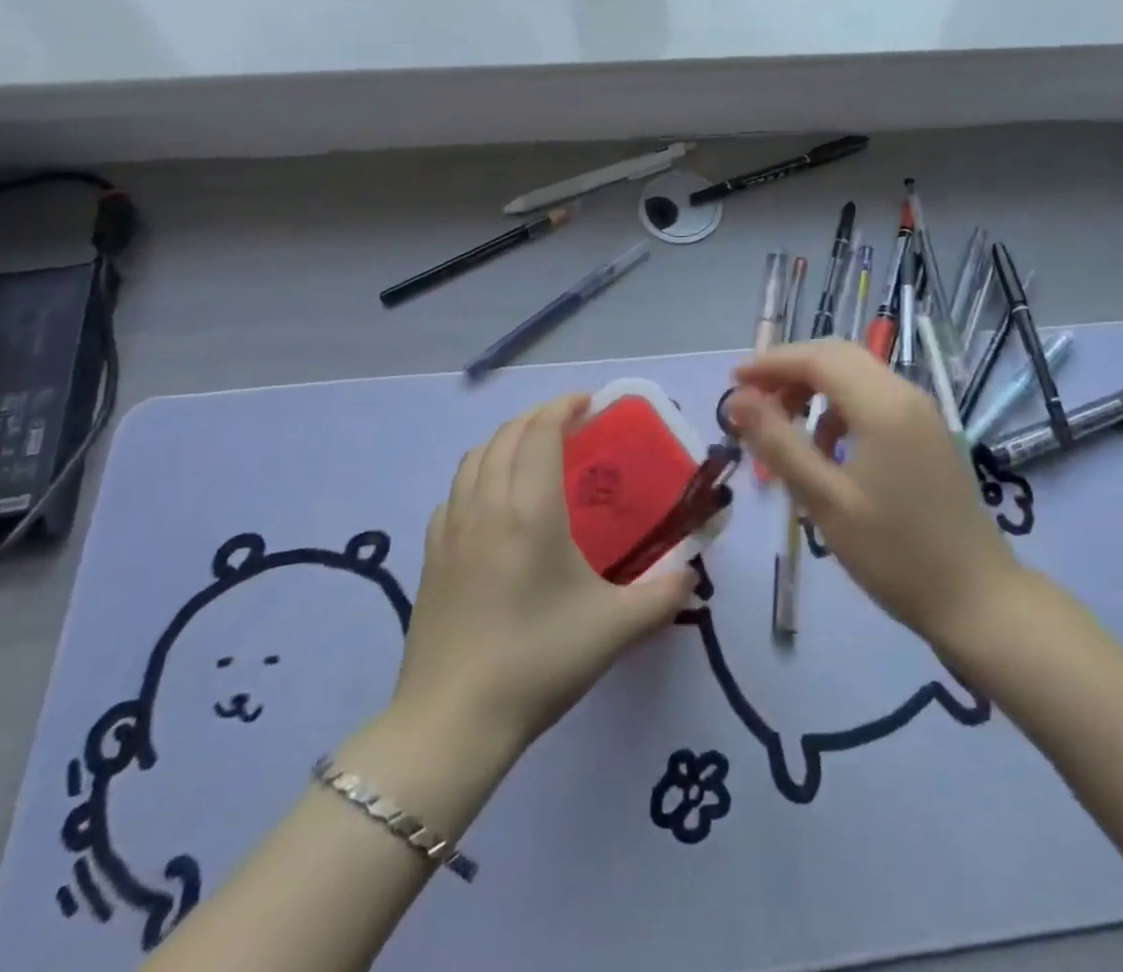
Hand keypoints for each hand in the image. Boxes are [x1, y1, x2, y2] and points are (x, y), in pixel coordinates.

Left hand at [390, 395, 695, 757]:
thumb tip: (691, 574)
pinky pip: (454, 492)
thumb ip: (663, 594)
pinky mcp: (431, 556)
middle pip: (506, 435)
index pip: (541, 432)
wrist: (452, 721)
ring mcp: (451, 529)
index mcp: (530, 509)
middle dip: (538, 416)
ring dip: (505, 439)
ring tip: (531, 450)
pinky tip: (491, 500)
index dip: (564, 406)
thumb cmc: (538, 661)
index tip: (590, 401)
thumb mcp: (616, 628)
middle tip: (570, 422)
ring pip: (474, 458)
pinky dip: (478, 473)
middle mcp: (486, 505)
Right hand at [727, 341, 1021, 651]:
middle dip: (791, 371)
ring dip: (815, 389)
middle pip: (839, 357)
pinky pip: (875, 399)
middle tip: (752, 402)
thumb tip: (736, 400)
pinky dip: (841, 409)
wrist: (977, 599)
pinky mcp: (928, 433)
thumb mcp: (825, 501)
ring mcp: (922, 413)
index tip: (732, 382)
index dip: (771, 363)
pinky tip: (827, 449)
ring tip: (783, 428)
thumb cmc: (894, 553)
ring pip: (858, 376)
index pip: (818, 358)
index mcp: (883, 405)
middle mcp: (906, 394)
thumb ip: (778, 443)